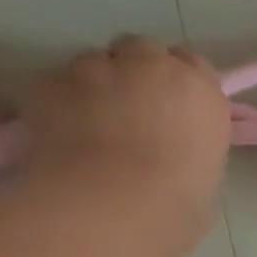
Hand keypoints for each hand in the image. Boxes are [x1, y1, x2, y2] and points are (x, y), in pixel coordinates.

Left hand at [24, 35, 231, 234]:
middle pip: (140, 50)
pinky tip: (60, 136)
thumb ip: (190, 147)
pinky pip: (56, 85)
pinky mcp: (52, 83)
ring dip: (94, 86)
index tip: (171, 108)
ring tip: (88, 126)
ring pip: (93, 64)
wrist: (113, 205)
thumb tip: (173, 154)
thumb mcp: (205, 176)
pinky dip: (58, 103)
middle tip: (129, 111)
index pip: (192, 65)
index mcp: (201, 91)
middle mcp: (153, 66)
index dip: (177, 84)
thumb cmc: (176, 203)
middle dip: (134, 72)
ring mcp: (98, 69)